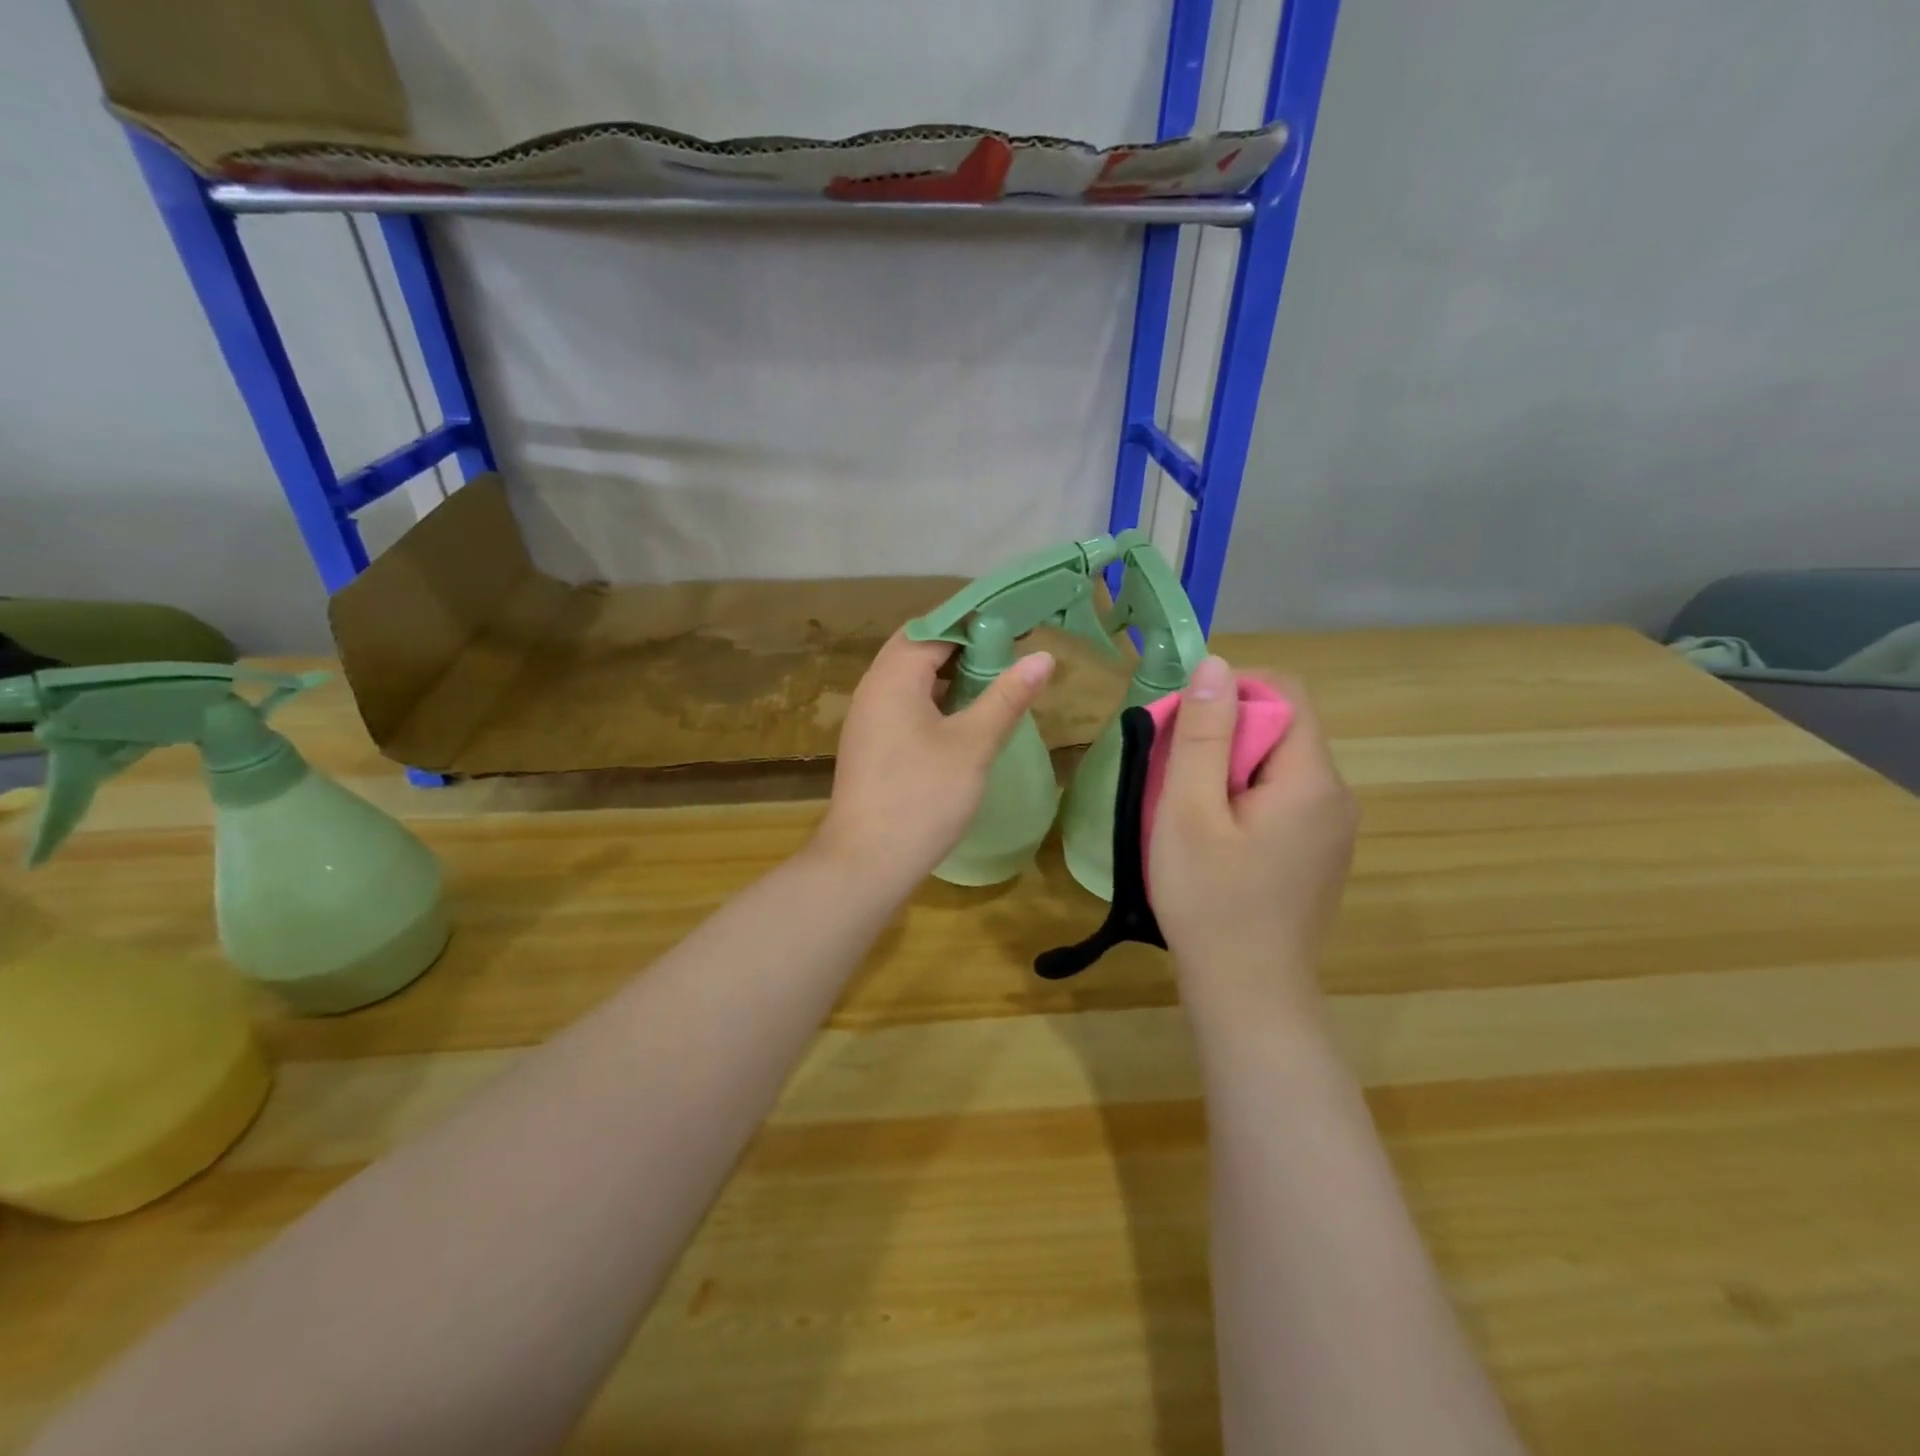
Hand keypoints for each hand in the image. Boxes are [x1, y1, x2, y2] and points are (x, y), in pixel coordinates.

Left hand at [813, 632, 1055, 895]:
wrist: (866, 861)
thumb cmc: (923, 797)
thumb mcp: (973, 744)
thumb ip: (1006, 696)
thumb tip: (1042, 656)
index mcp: (893, 677)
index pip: (935, 629)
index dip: (975, 624)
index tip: (1016, 627)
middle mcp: (872, 688)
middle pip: (917, 649)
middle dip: (961, 647)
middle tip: (1007, 652)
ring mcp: (866, 718)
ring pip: (908, 679)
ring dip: (946, 674)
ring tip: (991, 681)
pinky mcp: (869, 745)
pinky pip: (902, 704)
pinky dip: (932, 699)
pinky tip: (960, 719)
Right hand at [1148, 655, 1357, 1020]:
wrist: (1248, 996)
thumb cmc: (1210, 900)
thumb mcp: (1190, 811)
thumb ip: (1203, 734)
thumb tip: (1215, 665)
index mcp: (1312, 779)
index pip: (1285, 693)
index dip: (1232, 688)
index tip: (1183, 718)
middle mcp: (1336, 797)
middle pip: (1282, 730)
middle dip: (1223, 734)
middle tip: (1171, 772)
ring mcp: (1331, 831)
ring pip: (1277, 767)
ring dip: (1228, 768)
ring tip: (1184, 808)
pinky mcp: (1317, 856)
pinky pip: (1281, 801)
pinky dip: (1242, 799)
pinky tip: (1212, 838)